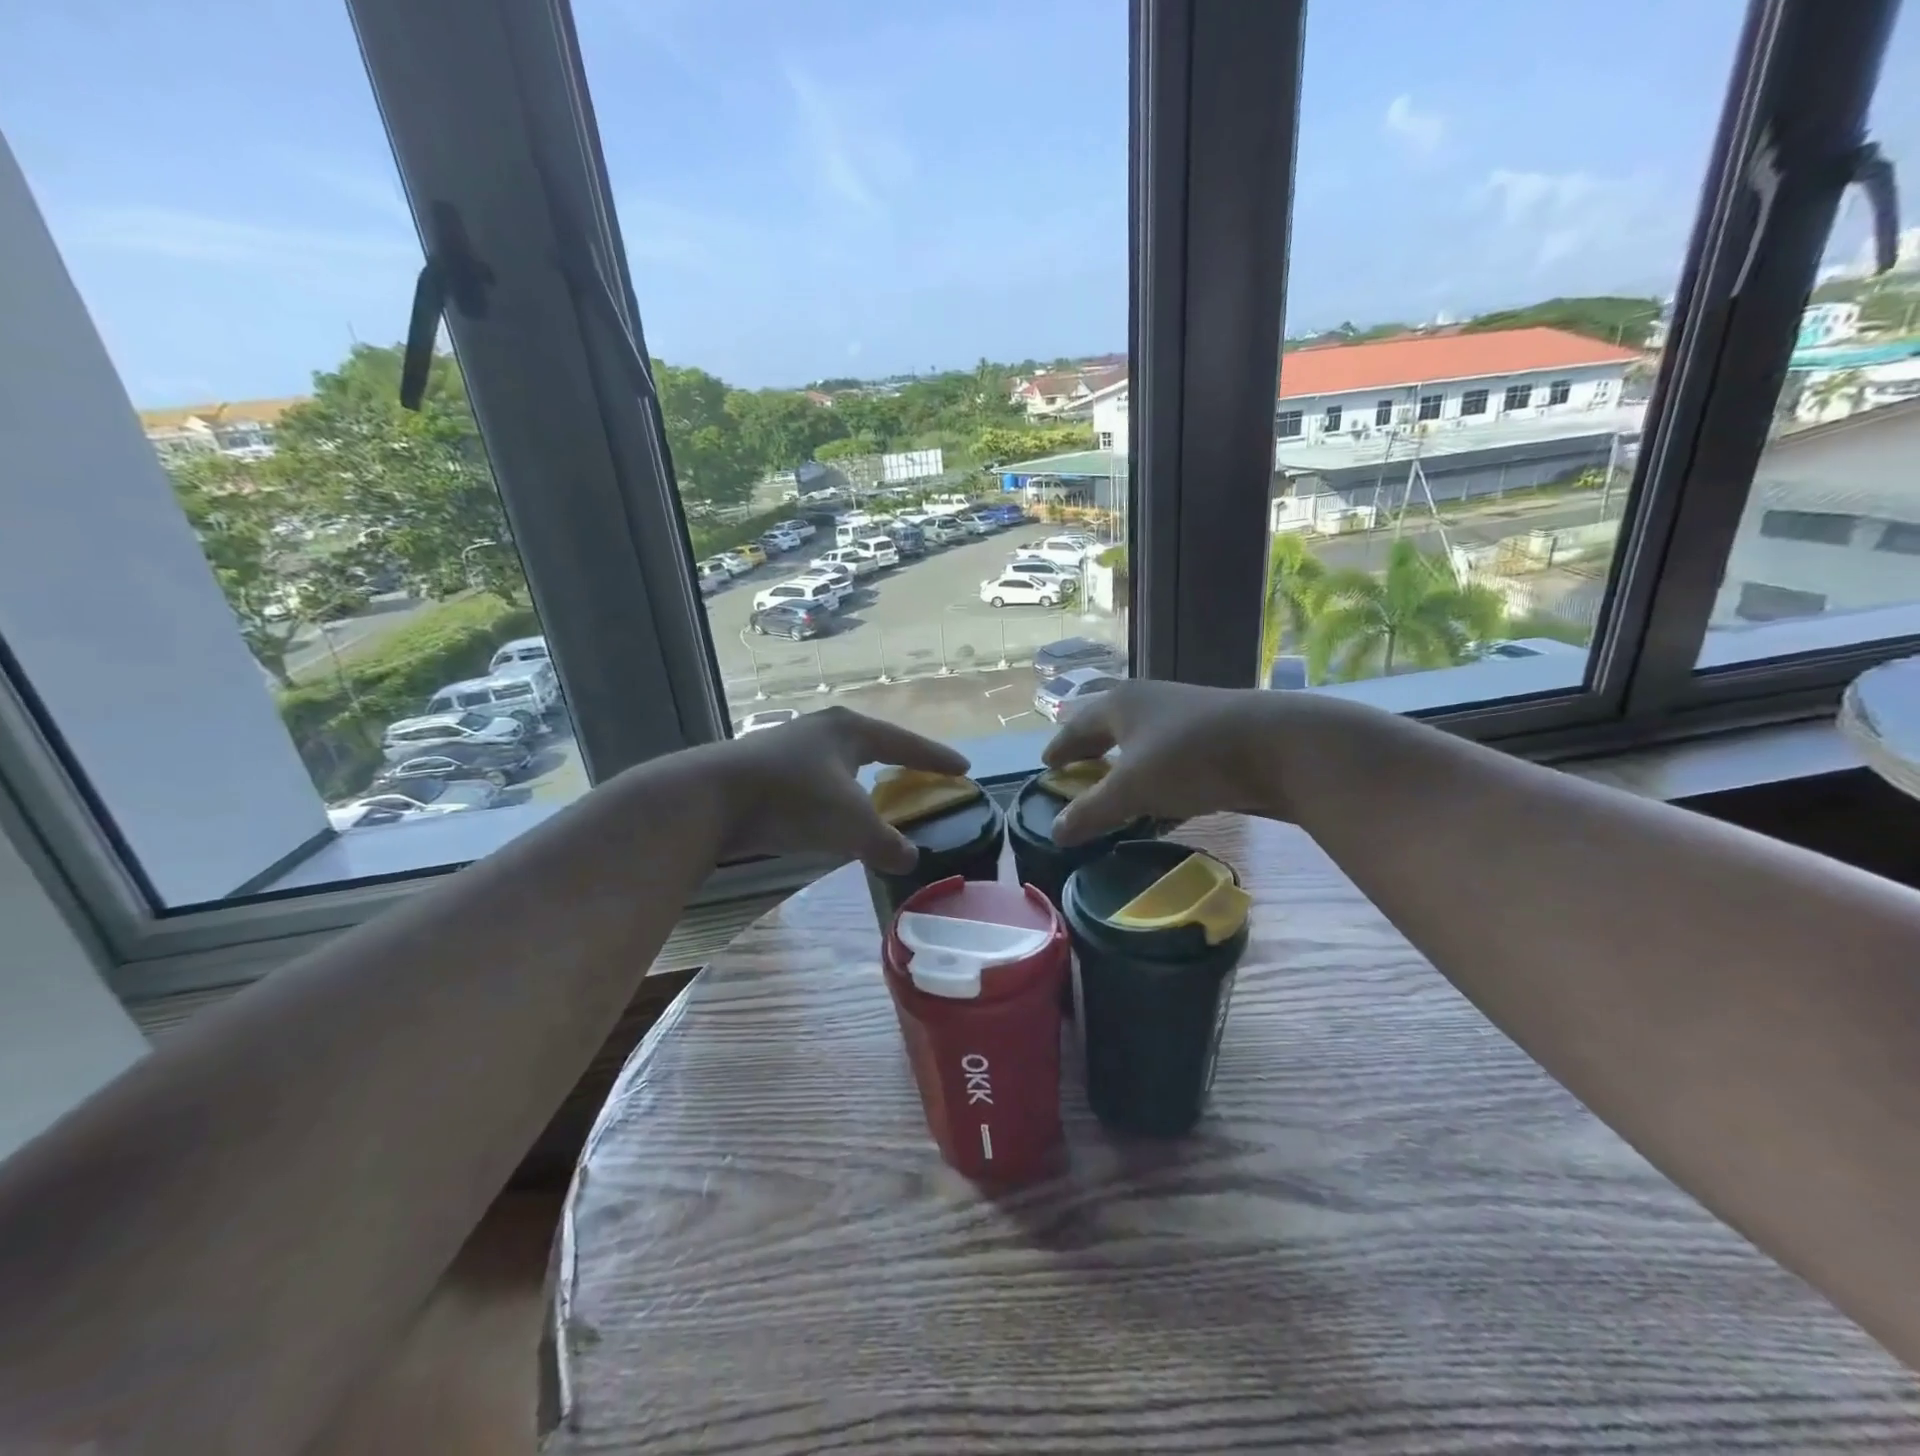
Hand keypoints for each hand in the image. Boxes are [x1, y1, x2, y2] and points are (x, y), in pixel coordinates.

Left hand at [711, 706, 969, 871]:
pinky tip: (833, 813)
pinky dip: (835, 796)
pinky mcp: (766, 769)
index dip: (936, 758)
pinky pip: (817, 780)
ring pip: (841, 763)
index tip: (964, 768)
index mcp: (850, 731)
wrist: (710, 798)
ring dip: (863, 781)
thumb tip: (911, 859)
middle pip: (873, 745)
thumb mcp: (850, 824)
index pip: (906, 744)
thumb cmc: (792, 799)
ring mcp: (790, 747)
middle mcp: (822, 730)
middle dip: (898, 761)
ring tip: (879, 797)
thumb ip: (886, 843)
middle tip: (923, 776)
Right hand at [1041, 681, 1279, 845]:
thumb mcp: (1132, 789)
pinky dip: (1156, 783)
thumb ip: (1091, 811)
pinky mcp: (1212, 740)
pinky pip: (1170, 763)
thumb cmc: (1189, 757)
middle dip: (1091, 754)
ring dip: (1124, 770)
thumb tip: (1054, 832)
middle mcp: (1148, 704)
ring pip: (1142, 746)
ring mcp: (1183, 720)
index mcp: (1119, 704)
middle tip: (1075, 776)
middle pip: (1108, 730)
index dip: (1059, 749)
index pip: (1076, 726)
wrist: (1280, 746)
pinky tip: (1159, 808)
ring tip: (1112, 796)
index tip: (1046, 767)